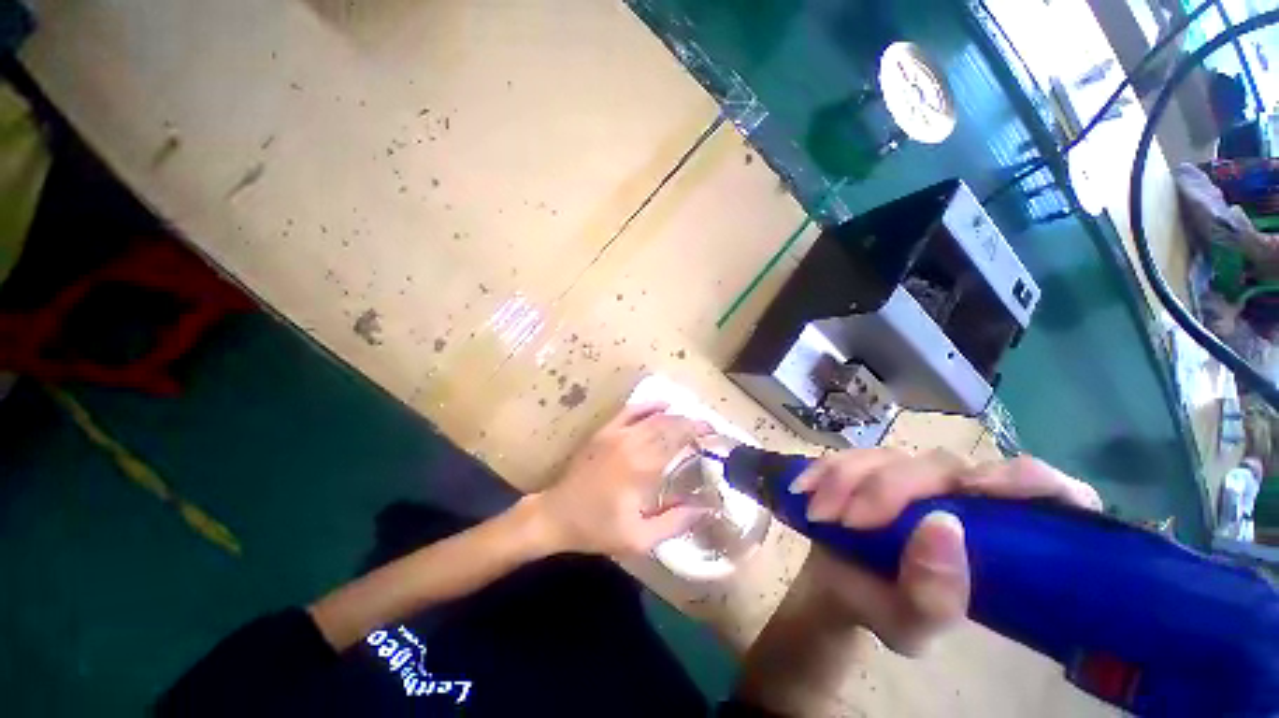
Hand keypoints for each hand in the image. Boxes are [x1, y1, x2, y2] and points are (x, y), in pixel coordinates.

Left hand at [533, 402, 711, 555]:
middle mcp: (631, 443)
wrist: (556, 514)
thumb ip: (674, 523)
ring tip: (691, 420)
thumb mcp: (639, 538)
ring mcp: (616, 433)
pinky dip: (649, 405)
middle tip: (708, 428)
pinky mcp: (605, 431)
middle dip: (691, 423)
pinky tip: (663, 404)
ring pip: (653, 416)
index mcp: (641, 467)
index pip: (677, 440)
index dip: (697, 434)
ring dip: (675, 415)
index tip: (713, 435)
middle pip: (668, 424)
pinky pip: (631, 410)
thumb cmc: (597, 528)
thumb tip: (704, 509)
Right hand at [791, 450, 1101, 654]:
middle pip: (943, 465)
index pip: (1046, 491)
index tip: (979, 489)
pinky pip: (850, 455)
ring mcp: (913, 476)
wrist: (836, 588)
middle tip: (850, 522)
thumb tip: (942, 526)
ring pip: (889, 456)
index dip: (1025, 478)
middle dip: (890, 489)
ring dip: (848, 480)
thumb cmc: (887, 610)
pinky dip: (825, 470)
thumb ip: (935, 596)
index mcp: (999, 537)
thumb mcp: (912, 625)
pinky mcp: (872, 467)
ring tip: (822, 516)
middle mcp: (961, 496)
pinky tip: (805, 491)